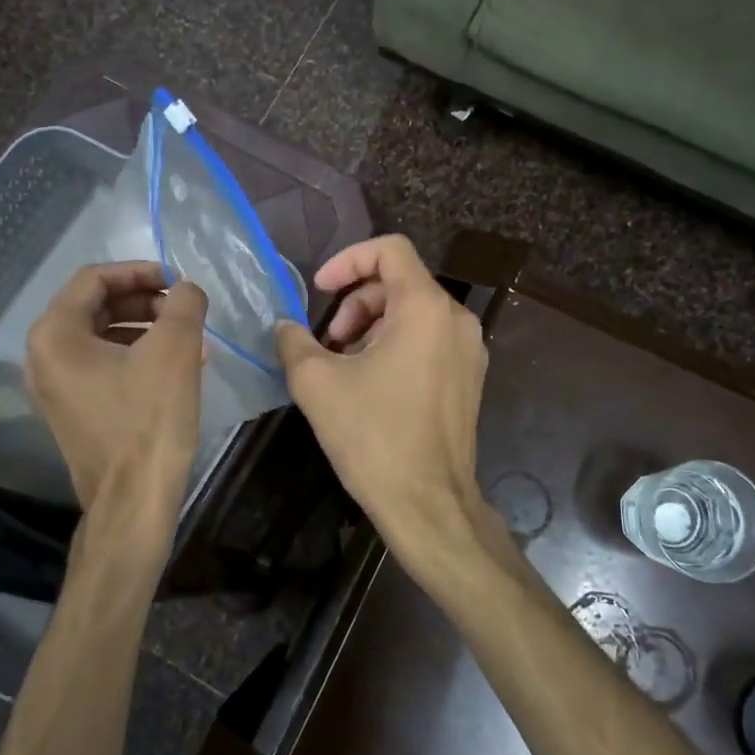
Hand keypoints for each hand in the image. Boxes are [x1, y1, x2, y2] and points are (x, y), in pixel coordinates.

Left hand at [26, 262, 207, 517]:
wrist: (134, 501)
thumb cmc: (149, 420)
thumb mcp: (175, 350)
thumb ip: (185, 303)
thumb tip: (187, 289)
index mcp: (55, 334)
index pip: (95, 279)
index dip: (140, 271)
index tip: (178, 281)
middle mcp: (43, 357)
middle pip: (96, 306)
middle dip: (145, 301)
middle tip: (184, 310)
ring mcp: (55, 387)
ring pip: (103, 337)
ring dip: (147, 329)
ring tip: (190, 339)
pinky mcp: (73, 411)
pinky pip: (103, 366)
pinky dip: (138, 356)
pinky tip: (177, 367)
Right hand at [276, 236, 496, 579]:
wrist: (429, 504)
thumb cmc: (373, 437)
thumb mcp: (317, 384)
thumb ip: (294, 341)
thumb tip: (285, 326)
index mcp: (425, 308)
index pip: (390, 249)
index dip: (348, 259)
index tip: (320, 289)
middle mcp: (456, 320)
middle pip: (400, 282)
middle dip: (356, 302)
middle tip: (327, 341)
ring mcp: (469, 350)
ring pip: (413, 312)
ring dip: (372, 325)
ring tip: (344, 365)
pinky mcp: (469, 377)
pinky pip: (429, 339)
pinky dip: (395, 344)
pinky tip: (370, 383)